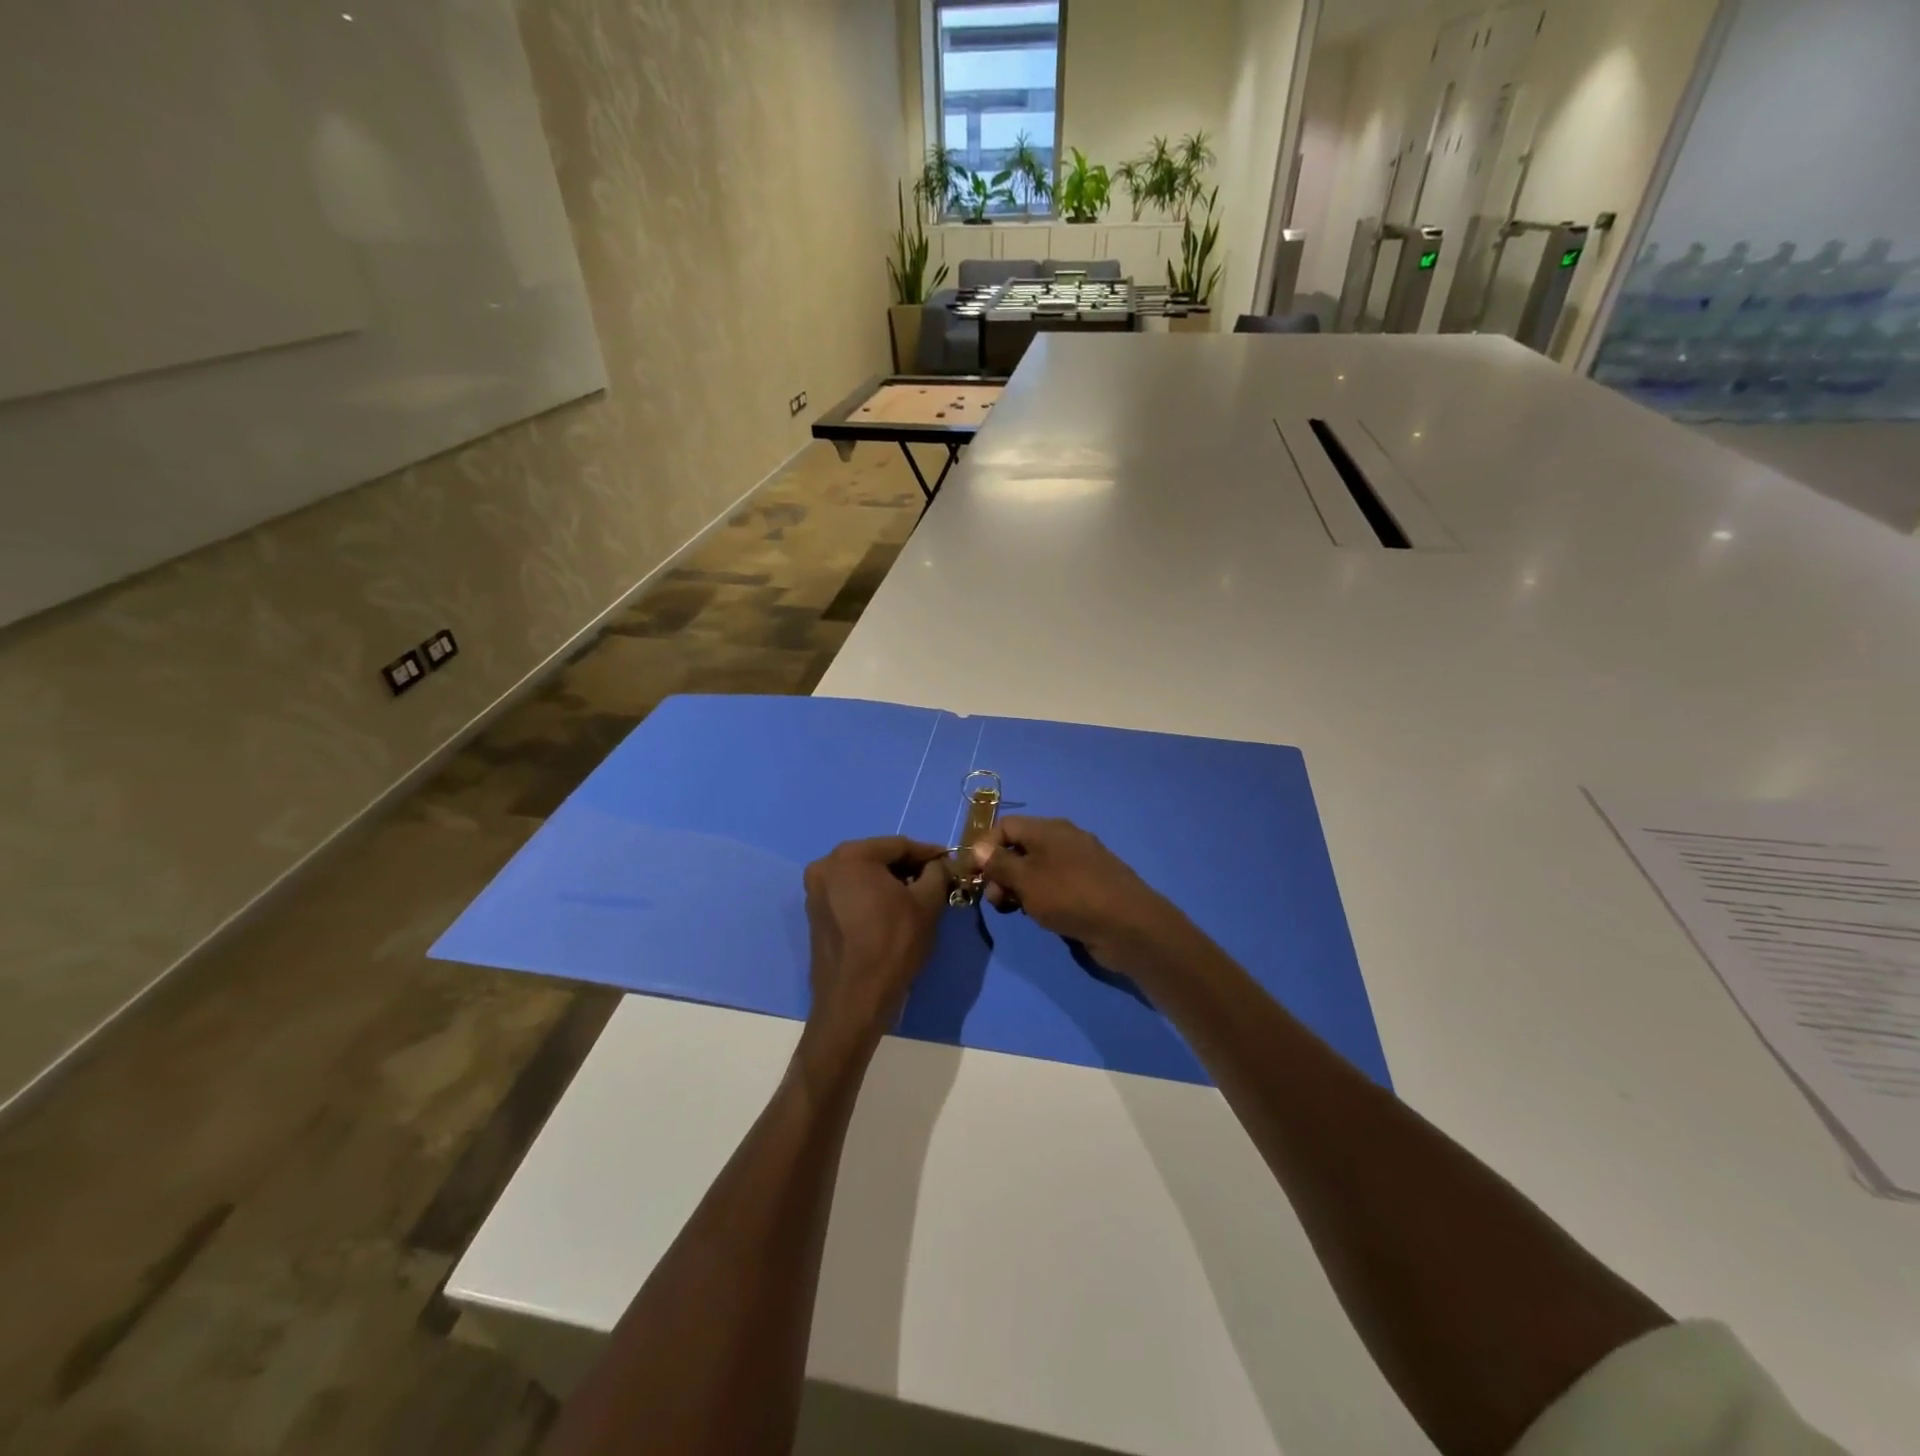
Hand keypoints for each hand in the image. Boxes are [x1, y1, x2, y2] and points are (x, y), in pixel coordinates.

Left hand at [800, 836, 951, 1069]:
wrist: (854, 1000)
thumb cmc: (893, 944)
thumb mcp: (927, 904)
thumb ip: (937, 873)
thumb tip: (939, 864)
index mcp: (850, 856)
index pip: (899, 845)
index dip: (928, 853)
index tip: (950, 861)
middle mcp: (826, 866)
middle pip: (878, 858)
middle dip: (908, 867)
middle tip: (936, 880)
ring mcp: (816, 891)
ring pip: (863, 876)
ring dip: (890, 882)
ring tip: (917, 897)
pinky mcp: (815, 914)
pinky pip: (850, 894)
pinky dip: (871, 896)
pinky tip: (892, 912)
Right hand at [969, 816, 1186, 968]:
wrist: (1128, 925)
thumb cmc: (1069, 896)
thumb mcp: (1025, 879)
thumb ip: (999, 863)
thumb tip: (978, 848)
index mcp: (1048, 829)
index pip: (1005, 826)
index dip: (985, 848)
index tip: (973, 876)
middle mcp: (1064, 839)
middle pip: (1020, 847)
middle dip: (1000, 872)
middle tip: (997, 901)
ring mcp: (1079, 863)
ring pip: (1036, 869)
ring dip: (1019, 888)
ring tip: (1016, 911)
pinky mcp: (1090, 886)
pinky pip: (1055, 885)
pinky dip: (1041, 896)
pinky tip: (1041, 916)